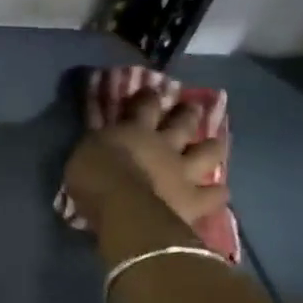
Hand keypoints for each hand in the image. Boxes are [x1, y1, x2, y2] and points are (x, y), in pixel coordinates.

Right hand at [63, 91, 229, 233]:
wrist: (123, 209)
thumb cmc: (94, 180)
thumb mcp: (84, 154)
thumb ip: (98, 145)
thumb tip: (102, 141)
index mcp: (135, 131)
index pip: (146, 105)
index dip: (149, 97)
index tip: (151, 92)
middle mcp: (165, 145)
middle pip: (184, 122)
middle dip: (188, 113)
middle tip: (191, 109)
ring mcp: (184, 171)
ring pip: (208, 152)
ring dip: (212, 147)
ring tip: (214, 145)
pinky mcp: (195, 199)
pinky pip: (214, 195)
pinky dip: (216, 193)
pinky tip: (218, 192)